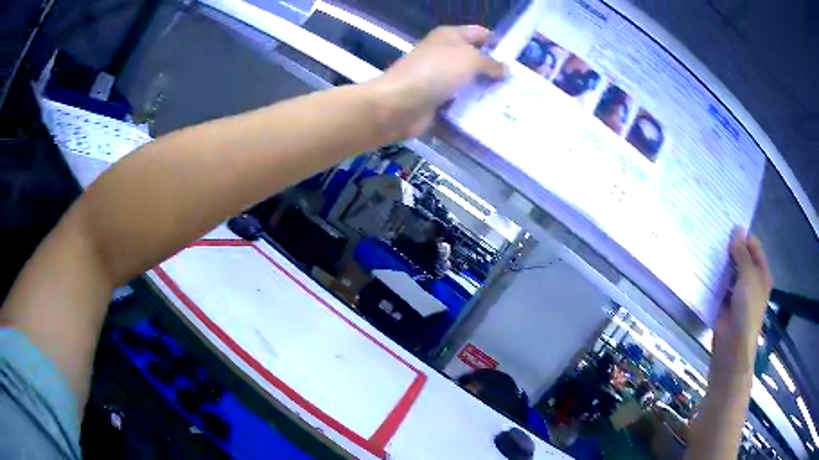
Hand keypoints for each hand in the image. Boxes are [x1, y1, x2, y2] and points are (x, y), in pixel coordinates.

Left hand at [370, 25, 505, 139]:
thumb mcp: (469, 59)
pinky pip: (460, 103)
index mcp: (450, 36)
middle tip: (520, 86)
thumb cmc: (435, 72)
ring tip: (511, 103)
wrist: (399, 104)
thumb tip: (505, 69)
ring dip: (486, 92)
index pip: (479, 33)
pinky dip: (472, 108)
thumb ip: (490, 63)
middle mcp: (444, 54)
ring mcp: (438, 78)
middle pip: (475, 60)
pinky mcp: (436, 101)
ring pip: (469, 83)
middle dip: (496, 71)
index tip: (518, 60)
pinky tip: (492, 116)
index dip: (498, 42)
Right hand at [712, 229, 772, 373]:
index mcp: (761, 273)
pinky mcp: (724, 304)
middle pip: (741, 259)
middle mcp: (751, 281)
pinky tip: (703, 270)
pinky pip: (719, 287)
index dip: (743, 236)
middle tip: (714, 236)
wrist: (732, 346)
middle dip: (730, 249)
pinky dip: (713, 280)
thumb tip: (737, 229)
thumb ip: (742, 253)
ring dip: (721, 265)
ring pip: (729, 273)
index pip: (753, 246)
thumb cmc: (747, 310)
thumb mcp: (748, 277)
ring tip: (706, 249)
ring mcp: (737, 294)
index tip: (727, 228)